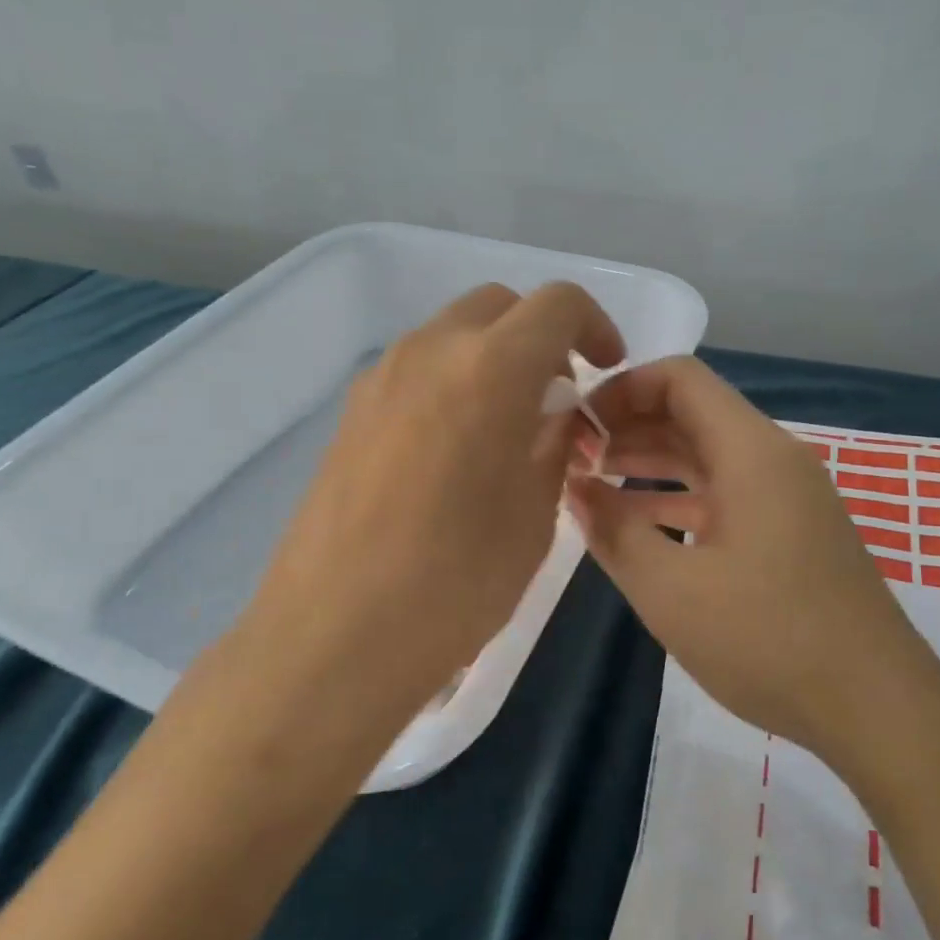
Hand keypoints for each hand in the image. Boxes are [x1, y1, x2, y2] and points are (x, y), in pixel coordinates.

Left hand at [238, 282, 622, 724]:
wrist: (334, 635)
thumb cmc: (455, 582)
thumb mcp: (534, 515)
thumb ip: (553, 445)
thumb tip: (555, 416)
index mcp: (490, 368)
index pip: (558, 305)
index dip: (595, 326)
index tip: (605, 371)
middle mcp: (430, 351)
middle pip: (500, 307)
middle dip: (541, 338)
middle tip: (557, 401)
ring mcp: (380, 378)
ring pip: (453, 335)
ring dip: (493, 359)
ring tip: (508, 431)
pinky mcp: (350, 412)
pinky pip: (417, 370)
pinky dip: (452, 383)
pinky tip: (455, 451)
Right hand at [567, 357, 938, 759]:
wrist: (876, 709)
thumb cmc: (767, 638)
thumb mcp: (669, 589)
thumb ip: (613, 531)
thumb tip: (576, 488)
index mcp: (751, 452)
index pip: (680, 380)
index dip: (621, 391)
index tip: (578, 426)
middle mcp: (773, 460)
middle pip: (692, 415)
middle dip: (628, 427)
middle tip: (572, 457)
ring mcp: (788, 499)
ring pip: (707, 458)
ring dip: (650, 464)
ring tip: (592, 486)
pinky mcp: (791, 534)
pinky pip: (725, 495)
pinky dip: (679, 500)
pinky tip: (640, 527)